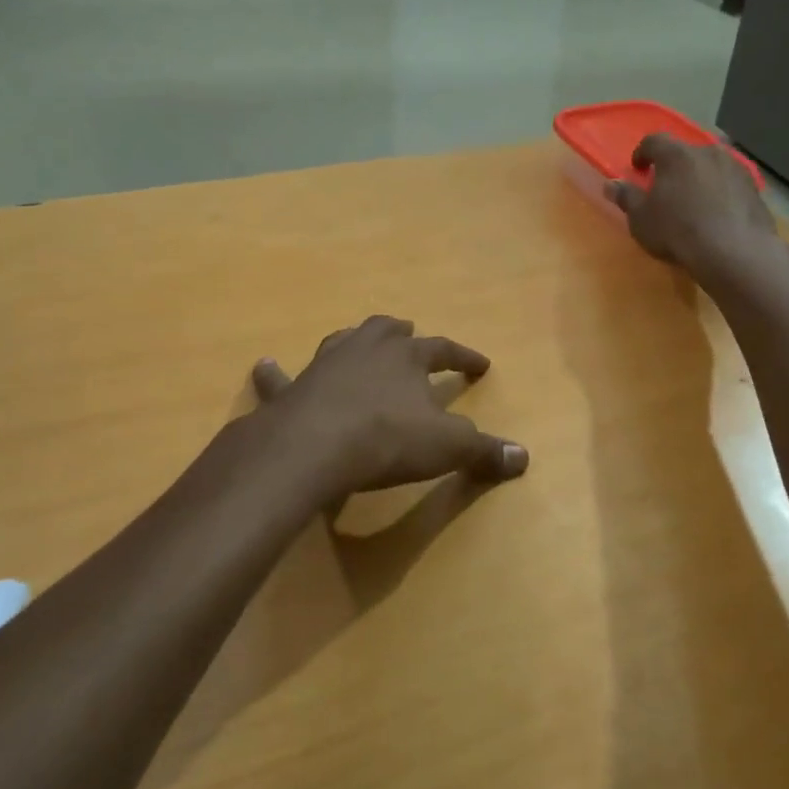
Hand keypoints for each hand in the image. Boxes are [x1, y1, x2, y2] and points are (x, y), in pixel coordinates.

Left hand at [251, 315, 529, 502]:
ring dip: (355, 340)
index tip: (481, 365)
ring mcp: (325, 365)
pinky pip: (280, 379)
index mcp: (407, 358)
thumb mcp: (447, 447)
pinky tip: (264, 366)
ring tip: (360, 342)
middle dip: (404, 335)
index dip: (464, 357)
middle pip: (388, 332)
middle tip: (412, 335)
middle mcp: (366, 350)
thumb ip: (484, 451)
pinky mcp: (292, 390)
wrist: (313, 447)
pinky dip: (273, 375)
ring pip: (343, 341)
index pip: (444, 350)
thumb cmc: (387, 439)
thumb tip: (524, 456)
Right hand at [607, 133, 780, 278]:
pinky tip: (717, 214)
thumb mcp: (641, 219)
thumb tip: (611, 184)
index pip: (654, 140)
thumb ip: (626, 197)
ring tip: (694, 201)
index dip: (643, 152)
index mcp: (676, 154)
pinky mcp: (754, 188)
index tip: (638, 168)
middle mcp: (708, 152)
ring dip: (700, 177)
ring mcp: (735, 168)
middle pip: (686, 152)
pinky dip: (721, 192)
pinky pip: (730, 184)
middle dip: (674, 166)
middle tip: (666, 186)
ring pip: (711, 166)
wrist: (735, 252)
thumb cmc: (678, 231)